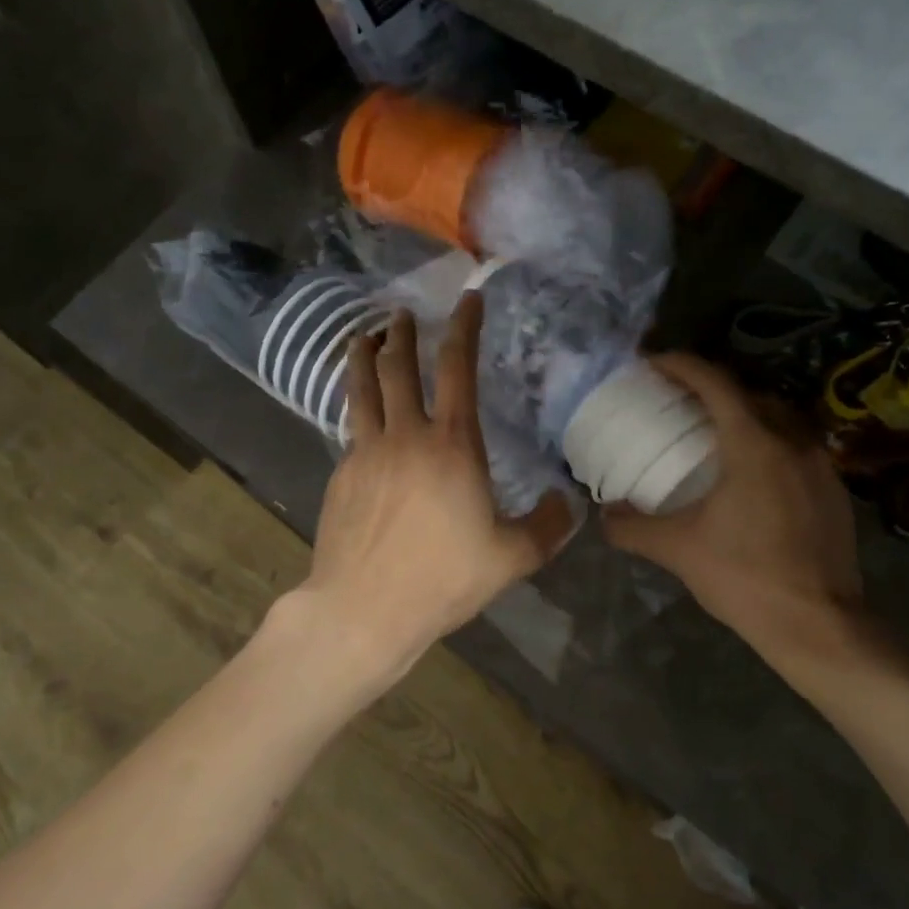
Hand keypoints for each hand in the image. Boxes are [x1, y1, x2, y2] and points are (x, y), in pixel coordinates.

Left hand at [300, 296, 574, 675]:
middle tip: (403, 314)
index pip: (457, 368)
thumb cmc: (442, 579)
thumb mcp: (512, 558)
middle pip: (399, 367)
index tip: (467, 299)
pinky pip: (351, 426)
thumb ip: (547, 526)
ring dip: (364, 356)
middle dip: (403, 333)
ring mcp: (366, 452)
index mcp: (452, 445)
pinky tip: (360, 412)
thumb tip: (567, 504)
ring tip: (364, 337)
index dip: (464, 327)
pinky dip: (356, 405)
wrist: (364, 608)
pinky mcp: (342, 475)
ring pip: (362, 388)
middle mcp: (406, 435)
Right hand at [603, 354, 861, 638]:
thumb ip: (633, 527)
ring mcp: (820, 465)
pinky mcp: (835, 490)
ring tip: (714, 434)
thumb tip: (604, 516)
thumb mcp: (677, 550)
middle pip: (750, 393)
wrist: (819, 625)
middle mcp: (792, 441)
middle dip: (712, 388)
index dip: (681, 365)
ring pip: (779, 418)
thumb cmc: (744, 577)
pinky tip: (752, 476)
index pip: (715, 383)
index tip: (652, 363)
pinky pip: (797, 447)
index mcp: (753, 444)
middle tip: (679, 402)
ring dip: (745, 414)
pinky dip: (769, 443)